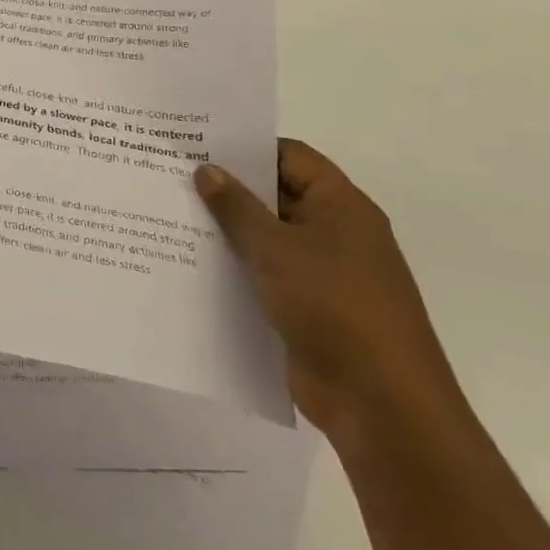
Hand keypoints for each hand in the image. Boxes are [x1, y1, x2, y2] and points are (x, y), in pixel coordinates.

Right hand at [194, 141, 467, 449]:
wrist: (381, 404)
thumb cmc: (334, 307)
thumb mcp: (275, 248)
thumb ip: (236, 207)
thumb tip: (206, 170)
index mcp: (341, 206)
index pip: (289, 156)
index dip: (245, 147)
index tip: (195, 145)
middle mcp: (335, 232)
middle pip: (274, 194)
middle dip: (226, 188)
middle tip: (170, 176)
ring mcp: (322, 272)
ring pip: (265, 236)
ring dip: (225, 230)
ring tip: (168, 215)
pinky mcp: (307, 306)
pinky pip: (264, 272)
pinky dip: (233, 265)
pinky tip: (190, 262)